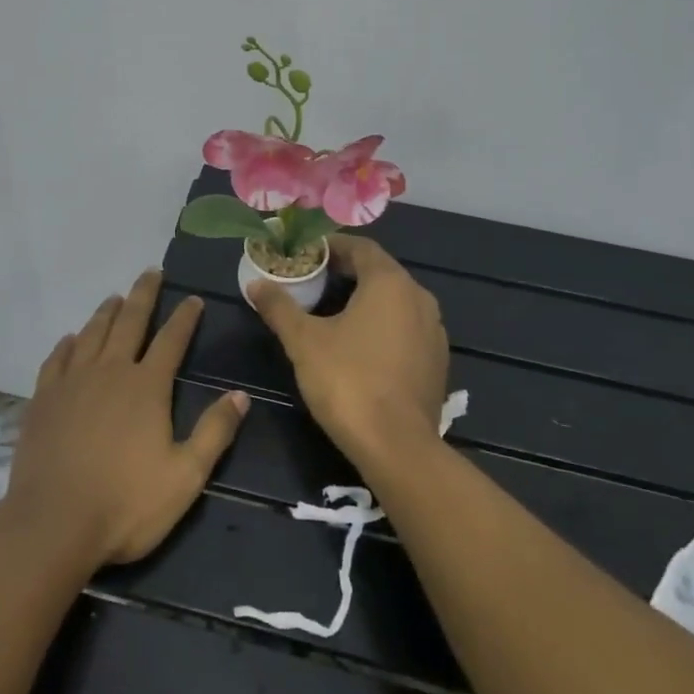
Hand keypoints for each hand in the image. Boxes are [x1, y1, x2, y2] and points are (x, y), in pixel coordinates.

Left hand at [3, 270, 249, 568]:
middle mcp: (109, 372)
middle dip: (143, 295)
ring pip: (92, 333)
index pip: (171, 339)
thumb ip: (214, 432)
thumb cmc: (126, 504)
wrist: (52, 524)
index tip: (193, 298)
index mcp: (146, 387)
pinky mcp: (43, 399)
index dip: (184, 317)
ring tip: (115, 297)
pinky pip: (57, 359)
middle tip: (151, 272)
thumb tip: (241, 395)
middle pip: (129, 321)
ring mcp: (72, 382)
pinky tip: (70, 339)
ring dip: (106, 312)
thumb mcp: (185, 476)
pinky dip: (67, 343)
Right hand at [247, 234, 448, 472]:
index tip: (306, 256)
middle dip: (346, 273)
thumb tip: (256, 284)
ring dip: (366, 300)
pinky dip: (383, 326)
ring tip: (332, 313)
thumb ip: (279, 307)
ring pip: (396, 301)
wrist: (397, 446)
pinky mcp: (437, 361)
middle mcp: (420, 298)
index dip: (332, 247)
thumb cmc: (347, 381)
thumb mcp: (303, 341)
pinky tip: (360, 346)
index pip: (361, 247)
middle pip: (380, 272)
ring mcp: (434, 331)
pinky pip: (407, 328)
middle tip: (313, 282)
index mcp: (390, 283)